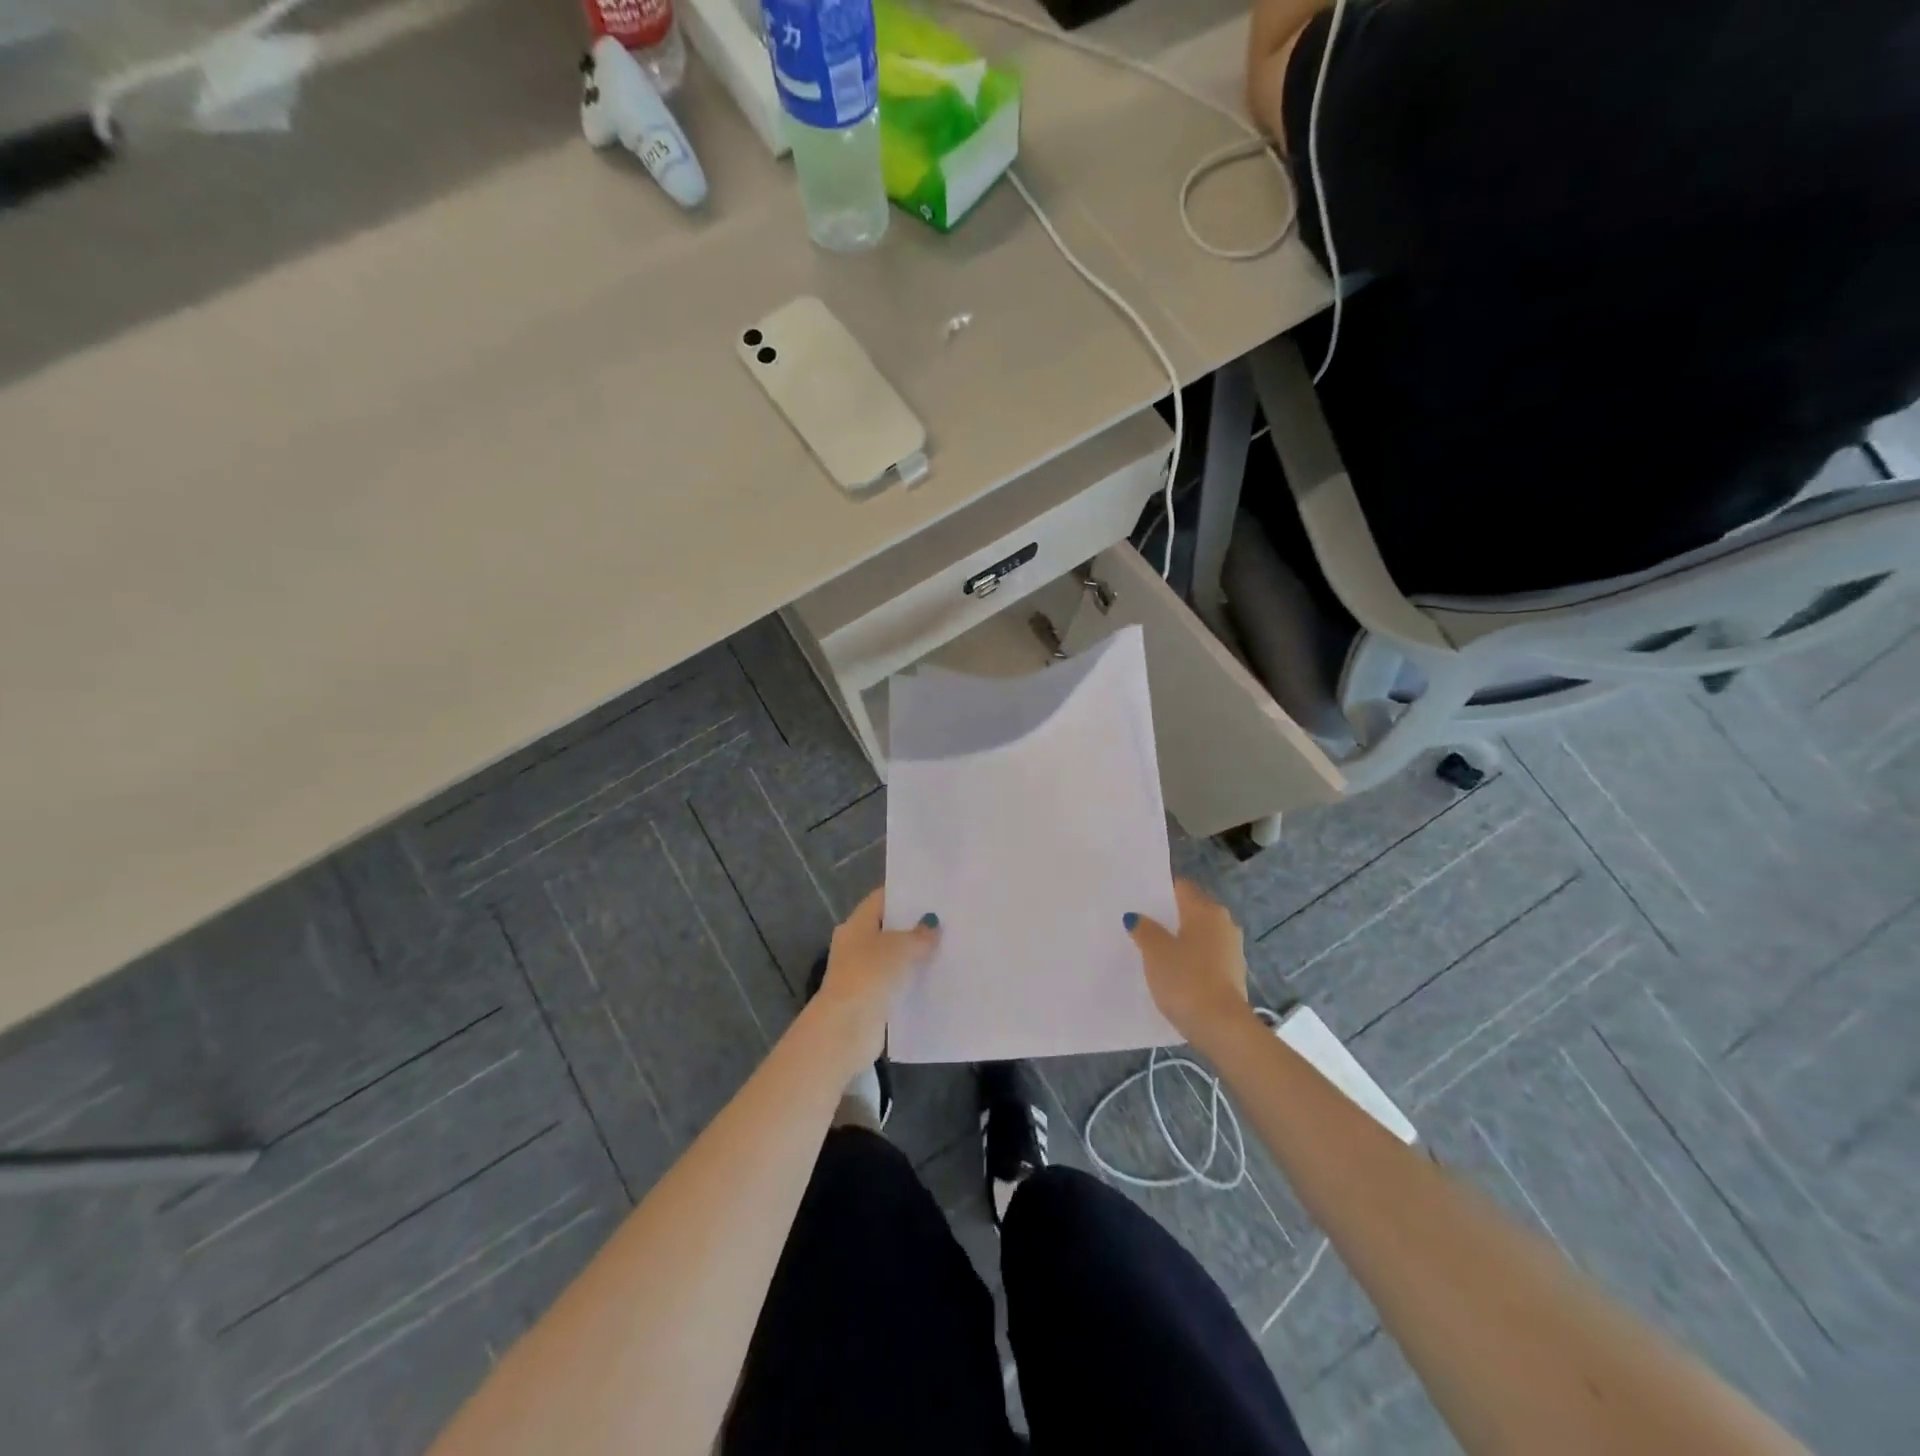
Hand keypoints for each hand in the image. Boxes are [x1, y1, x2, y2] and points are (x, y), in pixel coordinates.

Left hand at [811, 888, 938, 1069]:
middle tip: (947, 920)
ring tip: (947, 948)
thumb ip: (920, 934)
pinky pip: (895, 983)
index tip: (933, 894)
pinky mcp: (869, 998)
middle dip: (914, 926)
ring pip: (893, 957)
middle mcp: (855, 945)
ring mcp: (861, 973)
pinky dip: (911, 980)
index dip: (905, 894)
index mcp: (856, 924)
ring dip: (914, 956)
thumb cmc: (870, 975)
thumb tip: (931, 923)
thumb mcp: (901, 947)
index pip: (882, 899)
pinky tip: (935, 978)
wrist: (847, 1028)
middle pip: (888, 928)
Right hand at [1125, 879, 1254, 1048]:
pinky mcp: (1232, 974)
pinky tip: (1170, 970)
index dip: (1158, 889)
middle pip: (1190, 910)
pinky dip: (1189, 958)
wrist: (1222, 1027)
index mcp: (1206, 910)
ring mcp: (1231, 949)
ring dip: (1178, 938)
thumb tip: (1136, 917)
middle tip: (1138, 921)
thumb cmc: (1187, 980)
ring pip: (1198, 934)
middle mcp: (1223, 923)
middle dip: (1167, 915)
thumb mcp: (1156, 952)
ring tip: (1150, 947)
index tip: (1137, 896)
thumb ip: (1144, 929)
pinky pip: (1204, 956)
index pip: (1180, 887)